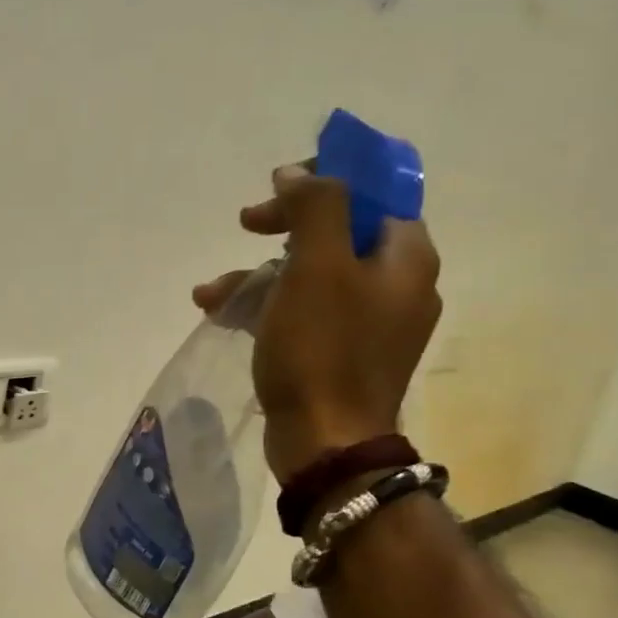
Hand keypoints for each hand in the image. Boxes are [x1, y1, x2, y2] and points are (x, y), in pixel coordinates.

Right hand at [193, 166, 439, 481]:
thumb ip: (315, 207)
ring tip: (210, 292)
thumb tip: (299, 175)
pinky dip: (265, 307)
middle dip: (283, 228)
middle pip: (338, 232)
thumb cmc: (322, 349)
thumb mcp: (317, 266)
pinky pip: (303, 313)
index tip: (277, 189)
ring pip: (312, 275)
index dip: (324, 182)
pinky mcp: (340, 355)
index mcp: (406, 258)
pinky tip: (221, 315)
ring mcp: (369, 324)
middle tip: (246, 224)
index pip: (373, 194)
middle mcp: (397, 286)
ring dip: (260, 273)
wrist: (325, 443)